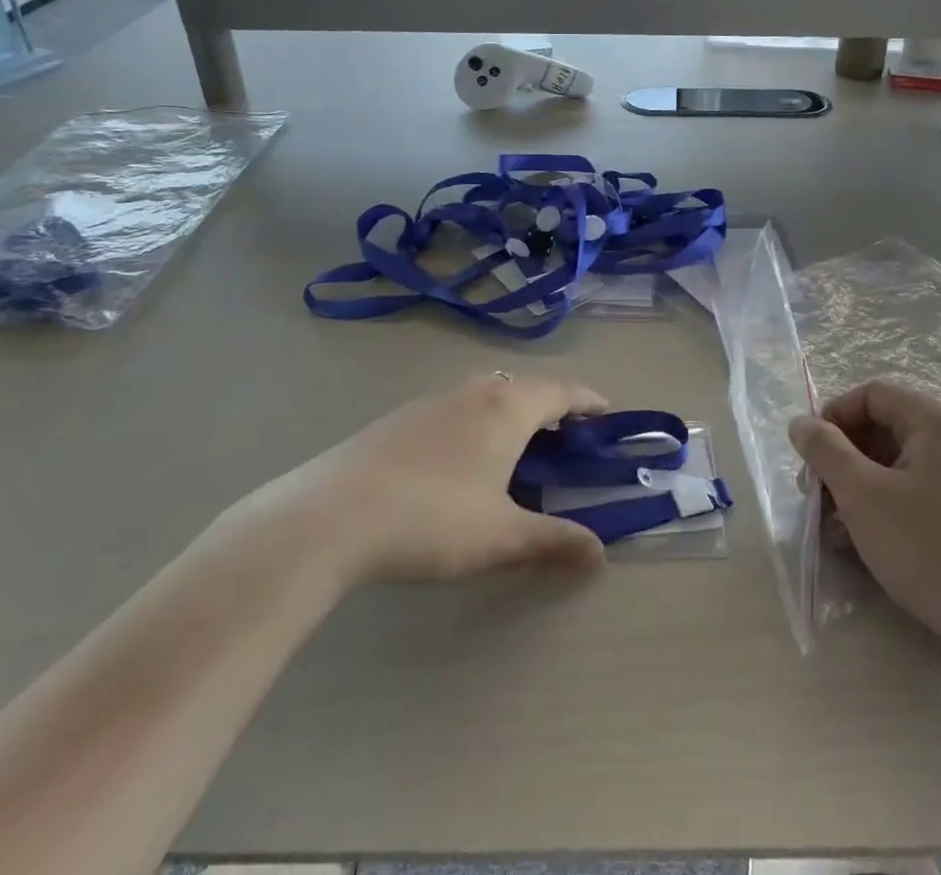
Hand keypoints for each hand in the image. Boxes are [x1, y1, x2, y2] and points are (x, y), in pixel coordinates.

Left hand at [245, 372, 609, 586]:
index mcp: (507, 408)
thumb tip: (600, 553)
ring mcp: (433, 400)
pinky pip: (457, 406)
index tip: (607, 411)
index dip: (588, 400)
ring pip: (487, 392)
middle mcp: (474, 392)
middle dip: (552, 404)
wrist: (333, 515)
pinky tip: (463, 457)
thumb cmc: (433, 519)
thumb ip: (553, 541)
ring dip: (513, 409)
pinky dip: (478, 419)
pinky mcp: (400, 418)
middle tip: (568, 434)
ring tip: (519, 443)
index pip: (561, 391)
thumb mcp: (500, 537)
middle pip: (525, 386)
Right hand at [789, 381, 940, 735]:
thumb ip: (825, 450)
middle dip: (840, 460)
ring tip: (831, 529)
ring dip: (855, 490)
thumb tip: (800, 423)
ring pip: (893, 467)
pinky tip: (859, 544)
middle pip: (881, 430)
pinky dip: (881, 509)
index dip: (832, 418)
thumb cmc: (927, 547)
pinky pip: (912, 495)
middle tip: (813, 496)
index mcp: (936, 421)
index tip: (809, 458)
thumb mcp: (862, 495)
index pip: (871, 395)